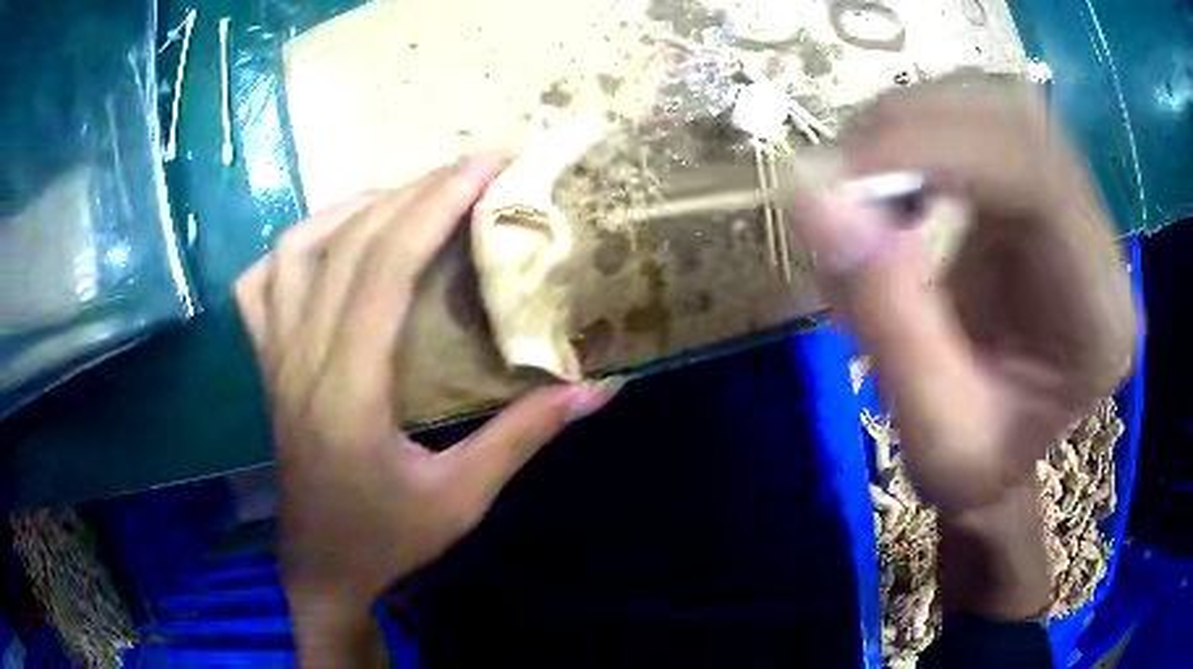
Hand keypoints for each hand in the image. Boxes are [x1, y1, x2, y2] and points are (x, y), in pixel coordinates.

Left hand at [235, 157, 618, 664]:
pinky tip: (328, 243)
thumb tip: (600, 387)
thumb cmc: (388, 542)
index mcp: (349, 391)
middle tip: (470, 168)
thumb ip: (526, 436)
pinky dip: (293, 247)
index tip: (488, 165)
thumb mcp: (464, 498)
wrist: (322, 570)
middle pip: (348, 244)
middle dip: (414, 190)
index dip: (436, 204)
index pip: (385, 266)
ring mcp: (275, 359)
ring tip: (405, 197)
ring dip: (353, 208)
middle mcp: (301, 359)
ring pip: (295, 250)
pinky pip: (260, 285)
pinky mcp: (266, 366)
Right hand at [789, 76, 1136, 616]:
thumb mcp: (932, 435)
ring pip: (996, 104)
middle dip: (918, 125)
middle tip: (841, 173)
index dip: (939, 147)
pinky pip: (980, 119)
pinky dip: (921, 131)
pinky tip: (896, 179)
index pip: (1039, 179)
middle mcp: (1100, 244)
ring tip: (864, 181)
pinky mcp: (1041, 188)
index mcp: (1099, 319)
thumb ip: (885, 319)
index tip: (841, 170)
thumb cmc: (979, 466)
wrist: (1003, 454)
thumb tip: (809, 192)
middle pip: (1018, 120)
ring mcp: (1074, 206)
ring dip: (916, 122)